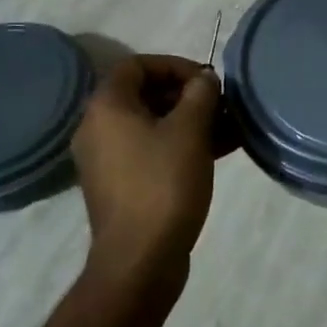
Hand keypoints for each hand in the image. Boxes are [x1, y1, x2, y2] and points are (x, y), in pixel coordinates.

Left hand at [72, 54, 221, 274]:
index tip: (207, 81)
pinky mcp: (120, 186)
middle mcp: (98, 128)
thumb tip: (204, 79)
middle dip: (187, 95)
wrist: (140, 261)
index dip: (175, 66)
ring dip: (189, 121)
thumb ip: (200, 93)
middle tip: (220, 105)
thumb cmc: (163, 184)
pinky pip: (150, 150)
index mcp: (107, 107)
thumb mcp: (190, 130)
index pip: (137, 65)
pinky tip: (218, 151)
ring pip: (152, 125)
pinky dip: (180, 145)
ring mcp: (107, 160)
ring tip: (228, 128)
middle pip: (144, 94)